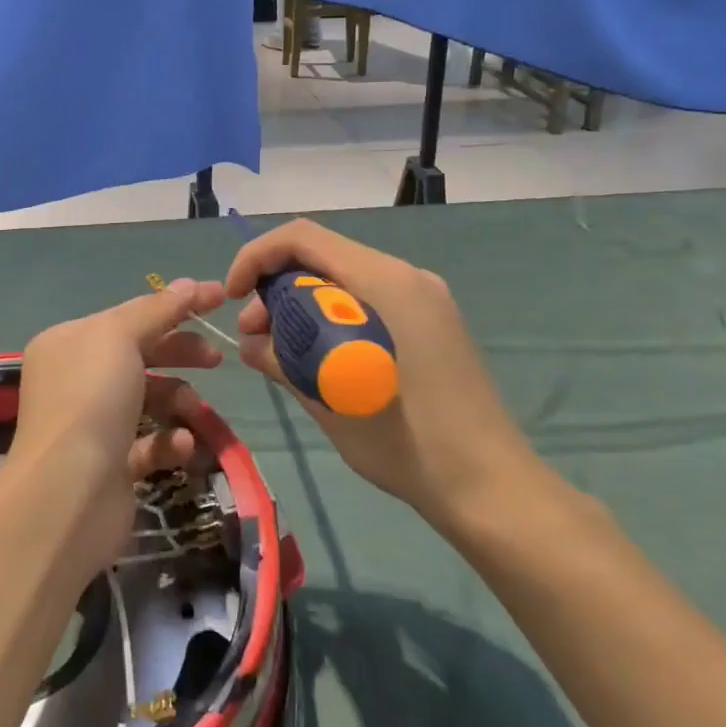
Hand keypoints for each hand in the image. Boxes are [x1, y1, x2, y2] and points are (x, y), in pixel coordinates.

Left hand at [11, 278, 226, 572]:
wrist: (66, 495)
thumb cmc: (90, 399)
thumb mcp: (120, 338)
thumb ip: (157, 310)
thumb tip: (189, 283)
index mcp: (69, 342)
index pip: (129, 314)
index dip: (175, 306)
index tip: (220, 299)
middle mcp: (75, 378)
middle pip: (140, 354)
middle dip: (180, 353)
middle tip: (216, 359)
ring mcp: (92, 424)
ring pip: (149, 399)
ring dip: (179, 401)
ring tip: (195, 412)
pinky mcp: (111, 466)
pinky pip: (149, 443)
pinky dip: (169, 442)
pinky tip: (181, 446)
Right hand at [225, 220, 544, 534]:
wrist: (491, 487)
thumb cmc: (407, 443)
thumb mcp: (329, 400)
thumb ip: (283, 358)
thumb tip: (251, 343)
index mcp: (385, 282)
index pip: (303, 238)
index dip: (257, 256)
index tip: (234, 296)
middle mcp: (406, 275)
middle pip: (323, 256)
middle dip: (276, 286)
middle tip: (255, 335)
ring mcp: (423, 297)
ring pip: (344, 278)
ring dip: (303, 303)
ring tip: (281, 350)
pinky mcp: (430, 322)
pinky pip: (367, 299)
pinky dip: (332, 316)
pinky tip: (320, 355)